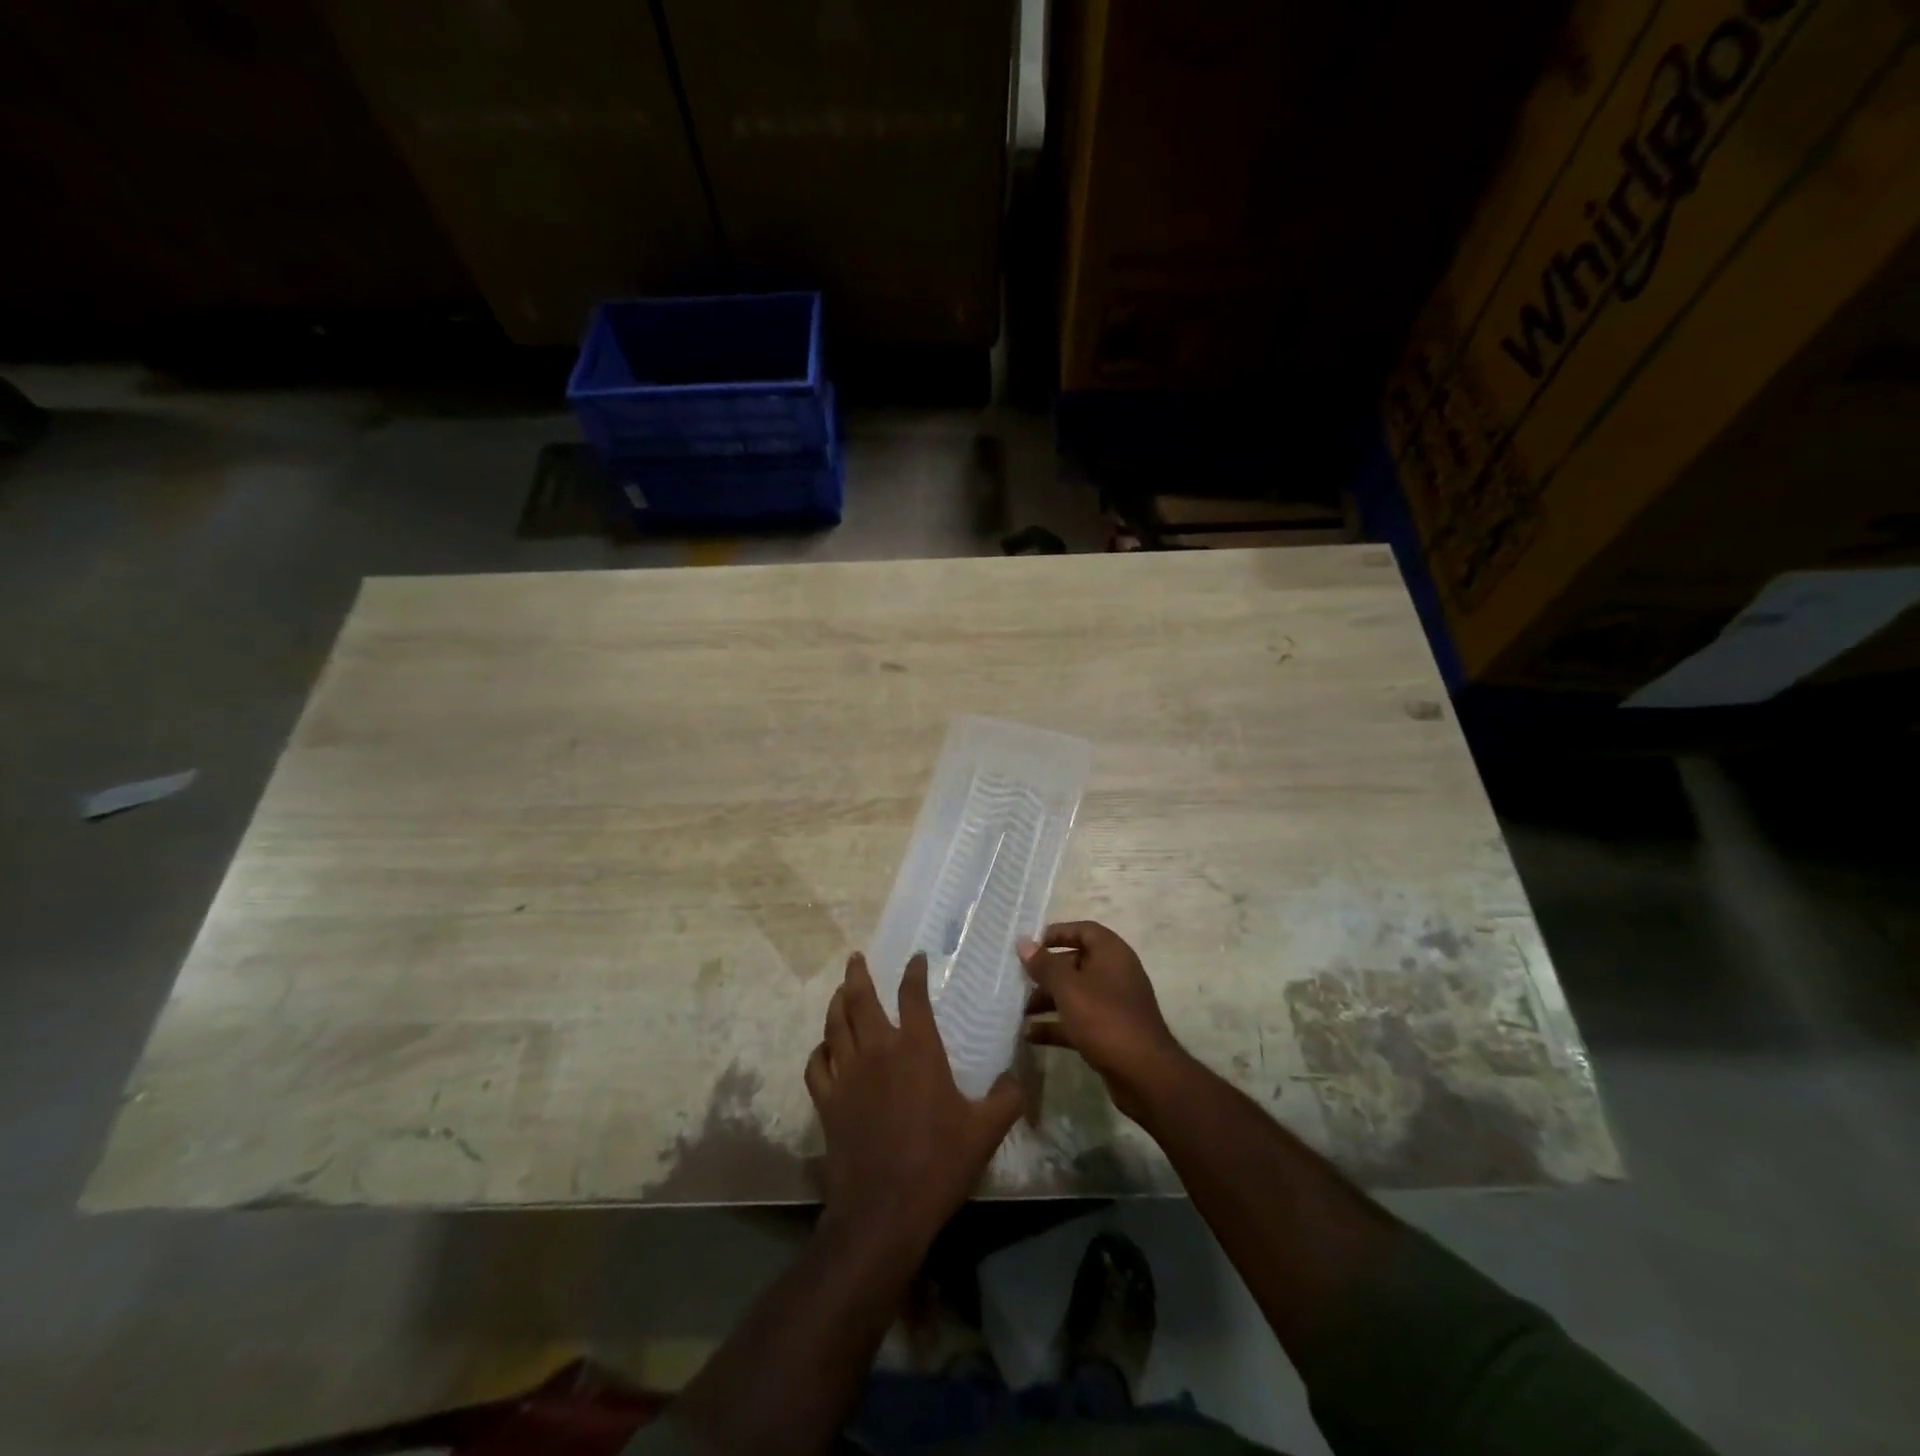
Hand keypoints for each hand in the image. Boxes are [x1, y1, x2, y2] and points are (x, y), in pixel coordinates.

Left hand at [805, 952, 1022, 1252]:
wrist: (884, 1210)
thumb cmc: (939, 1163)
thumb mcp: (986, 1131)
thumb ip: (1006, 1098)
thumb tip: (1016, 1076)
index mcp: (917, 1048)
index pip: (913, 995)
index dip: (914, 972)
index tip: (916, 958)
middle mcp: (878, 1050)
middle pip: (861, 999)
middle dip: (858, 974)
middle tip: (856, 957)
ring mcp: (848, 1074)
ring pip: (835, 1025)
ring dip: (837, 1002)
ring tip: (840, 990)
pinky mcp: (827, 1101)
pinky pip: (817, 1065)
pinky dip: (819, 1050)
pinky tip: (825, 1049)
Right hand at [1018, 921, 1186, 1121]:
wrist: (1144, 1074)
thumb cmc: (1105, 1018)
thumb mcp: (1069, 988)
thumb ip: (1044, 964)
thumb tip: (1023, 942)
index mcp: (1112, 953)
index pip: (1084, 930)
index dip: (1057, 933)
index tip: (1031, 944)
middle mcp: (1115, 974)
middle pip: (1075, 963)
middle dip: (1046, 972)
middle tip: (1018, 980)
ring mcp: (1114, 1005)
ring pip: (1075, 994)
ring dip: (1048, 1000)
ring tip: (1019, 1010)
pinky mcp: (1110, 1032)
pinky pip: (1078, 1020)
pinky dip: (1056, 1025)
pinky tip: (1030, 1035)